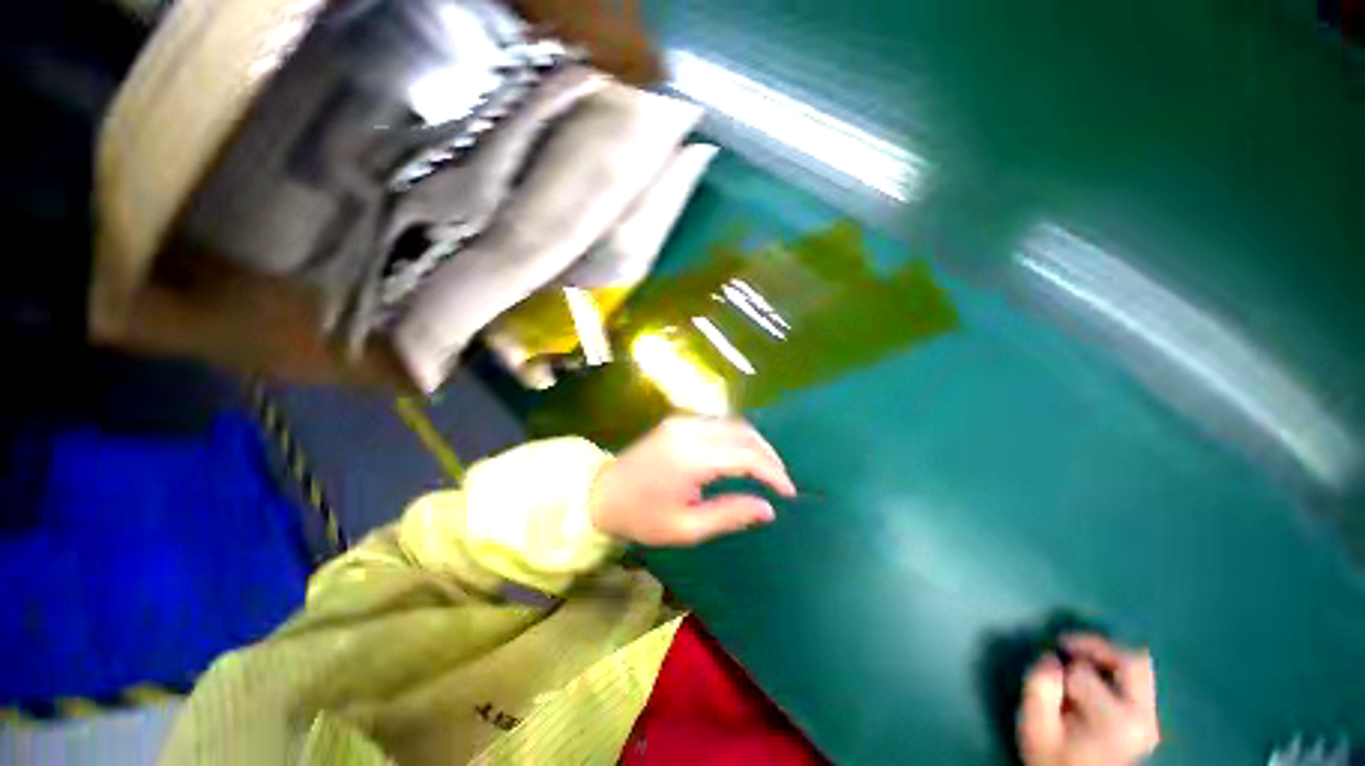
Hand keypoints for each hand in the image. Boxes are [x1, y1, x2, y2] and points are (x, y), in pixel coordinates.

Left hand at [588, 416, 796, 546]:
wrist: (600, 493)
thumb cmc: (641, 517)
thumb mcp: (686, 527)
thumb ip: (730, 514)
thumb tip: (768, 509)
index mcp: (691, 457)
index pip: (746, 456)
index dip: (773, 472)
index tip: (789, 493)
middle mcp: (690, 430)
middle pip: (744, 433)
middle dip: (769, 455)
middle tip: (781, 482)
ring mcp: (683, 421)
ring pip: (734, 424)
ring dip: (755, 444)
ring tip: (767, 471)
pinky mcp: (679, 421)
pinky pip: (719, 424)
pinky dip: (737, 438)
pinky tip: (742, 456)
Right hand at [1017, 635, 1160, 765]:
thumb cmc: (1054, 759)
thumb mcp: (1035, 728)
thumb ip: (1039, 690)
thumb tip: (1049, 657)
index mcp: (1115, 723)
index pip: (1083, 673)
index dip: (1060, 671)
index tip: (1049, 683)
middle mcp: (1142, 718)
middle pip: (1131, 660)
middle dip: (1095, 646)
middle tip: (1066, 644)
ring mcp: (1151, 718)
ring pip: (1139, 663)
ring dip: (1106, 654)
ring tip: (1079, 657)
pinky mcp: (1149, 717)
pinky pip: (1139, 677)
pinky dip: (1114, 667)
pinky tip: (1093, 675)